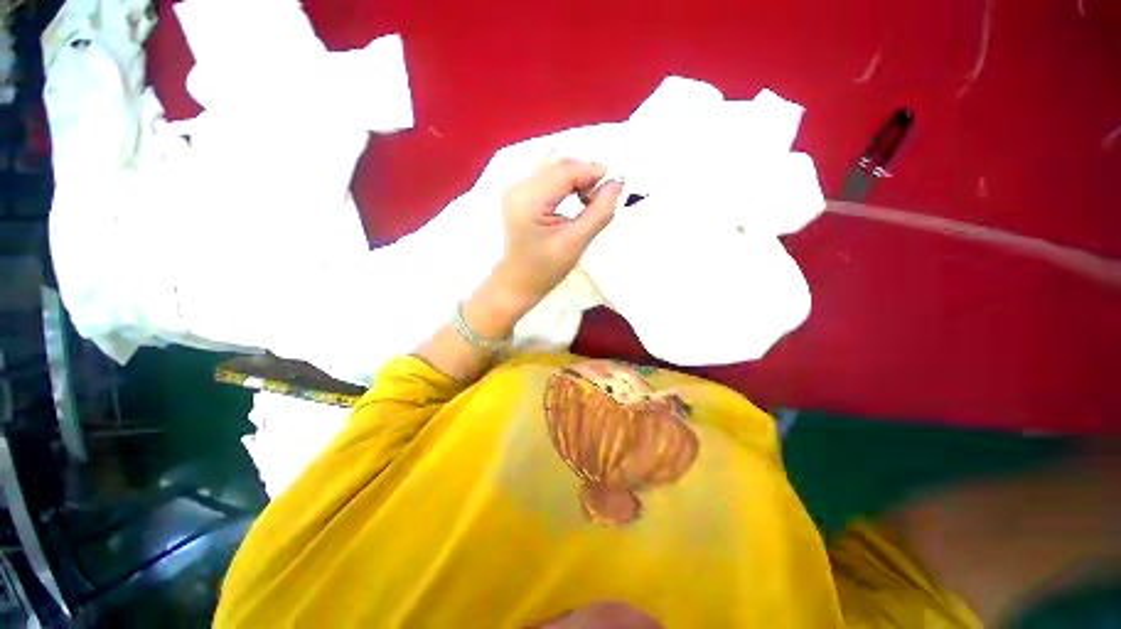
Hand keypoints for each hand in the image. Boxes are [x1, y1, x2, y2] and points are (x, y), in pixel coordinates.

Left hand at [493, 158, 622, 311]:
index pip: (565, 171)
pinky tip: (576, 198)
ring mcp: (516, 189)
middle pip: (558, 165)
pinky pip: (548, 177)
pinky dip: (566, 183)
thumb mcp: (576, 243)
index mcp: (528, 200)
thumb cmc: (545, 269)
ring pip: (554, 168)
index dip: (592, 172)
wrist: (518, 283)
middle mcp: (518, 187)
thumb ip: (598, 213)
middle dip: (585, 174)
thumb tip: (616, 185)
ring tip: (589, 199)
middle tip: (602, 195)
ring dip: (576, 177)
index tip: (615, 184)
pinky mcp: (519, 194)